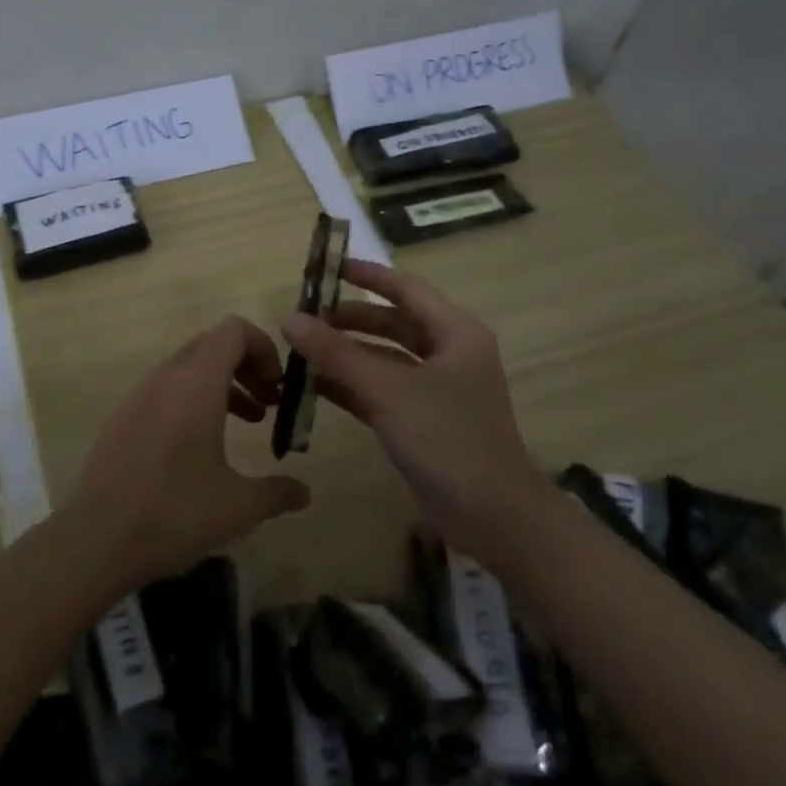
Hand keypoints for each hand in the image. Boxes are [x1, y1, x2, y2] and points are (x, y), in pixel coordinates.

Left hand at [72, 315, 311, 587]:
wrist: (96, 539)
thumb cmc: (175, 512)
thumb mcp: (238, 506)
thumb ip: (277, 492)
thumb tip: (304, 492)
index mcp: (196, 382)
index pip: (234, 330)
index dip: (264, 347)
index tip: (278, 387)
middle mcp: (165, 378)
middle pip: (212, 345)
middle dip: (246, 366)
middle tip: (268, 404)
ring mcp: (138, 396)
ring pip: (188, 369)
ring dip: (221, 385)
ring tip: (247, 424)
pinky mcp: (122, 419)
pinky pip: (165, 392)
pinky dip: (192, 402)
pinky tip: (201, 449)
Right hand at [282, 260, 547, 557]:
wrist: (494, 518)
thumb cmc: (448, 440)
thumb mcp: (388, 391)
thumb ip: (337, 354)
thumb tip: (291, 319)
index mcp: (455, 333)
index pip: (405, 289)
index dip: (367, 275)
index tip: (328, 267)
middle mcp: (448, 354)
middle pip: (392, 323)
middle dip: (349, 320)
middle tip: (304, 317)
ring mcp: (437, 390)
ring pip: (384, 359)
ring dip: (346, 355)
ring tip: (301, 350)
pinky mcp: (423, 422)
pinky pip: (381, 392)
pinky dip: (351, 387)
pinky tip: (313, 388)